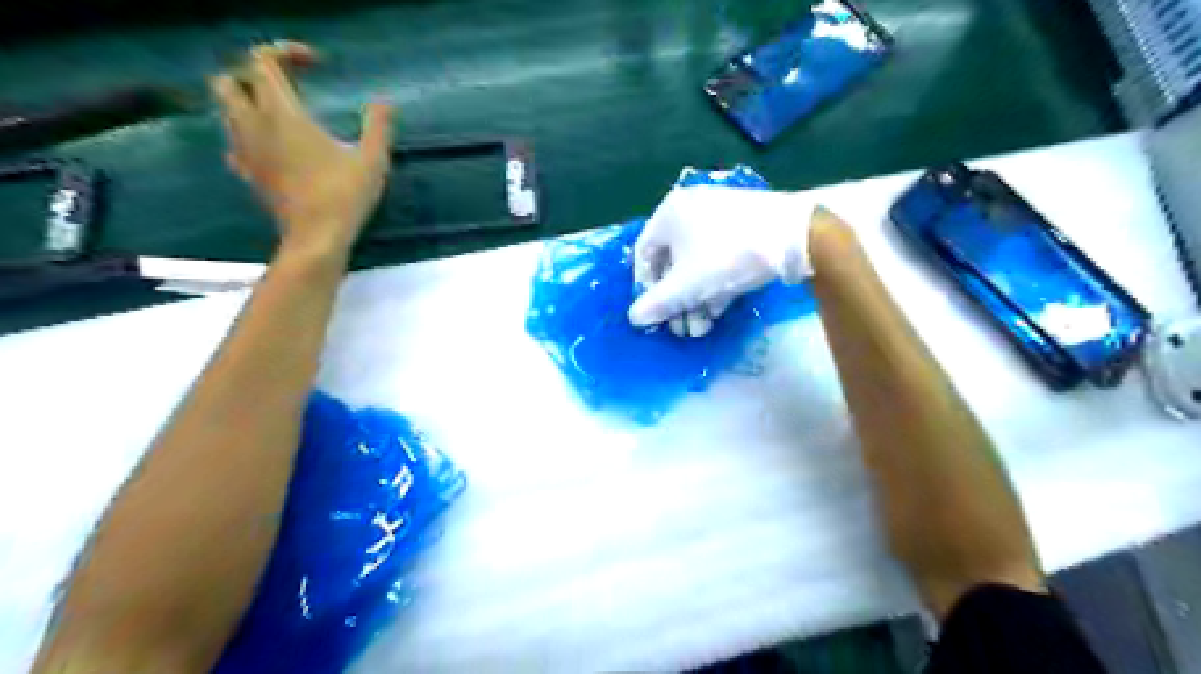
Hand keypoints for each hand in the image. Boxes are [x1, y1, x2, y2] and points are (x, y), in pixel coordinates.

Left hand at [208, 40, 395, 256]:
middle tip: (289, 86)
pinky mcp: (249, 174)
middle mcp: (254, 125)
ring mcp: (246, 151)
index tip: (316, 64)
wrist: (315, 239)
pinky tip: (273, 146)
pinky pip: (235, 141)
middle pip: (228, 81)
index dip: (285, 52)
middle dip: (254, 74)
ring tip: (283, 113)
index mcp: (281, 114)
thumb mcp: (372, 160)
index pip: (262, 61)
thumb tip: (385, 103)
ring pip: (227, 110)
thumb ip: (378, 126)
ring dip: (249, 102)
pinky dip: (249, 133)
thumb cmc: (344, 197)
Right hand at [629, 185, 816, 336]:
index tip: (655, 313)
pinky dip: (714, 283)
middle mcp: (690, 210)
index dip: (645, 288)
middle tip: (682, 330)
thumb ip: (656, 304)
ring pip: (697, 263)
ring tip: (702, 328)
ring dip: (695, 299)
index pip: (643, 254)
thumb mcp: (686, 286)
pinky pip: (718, 256)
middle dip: (676, 302)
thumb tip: (633, 318)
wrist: (795, 236)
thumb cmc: (727, 257)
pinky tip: (719, 309)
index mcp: (669, 214)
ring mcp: (720, 216)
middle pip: (672, 263)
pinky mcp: (744, 226)